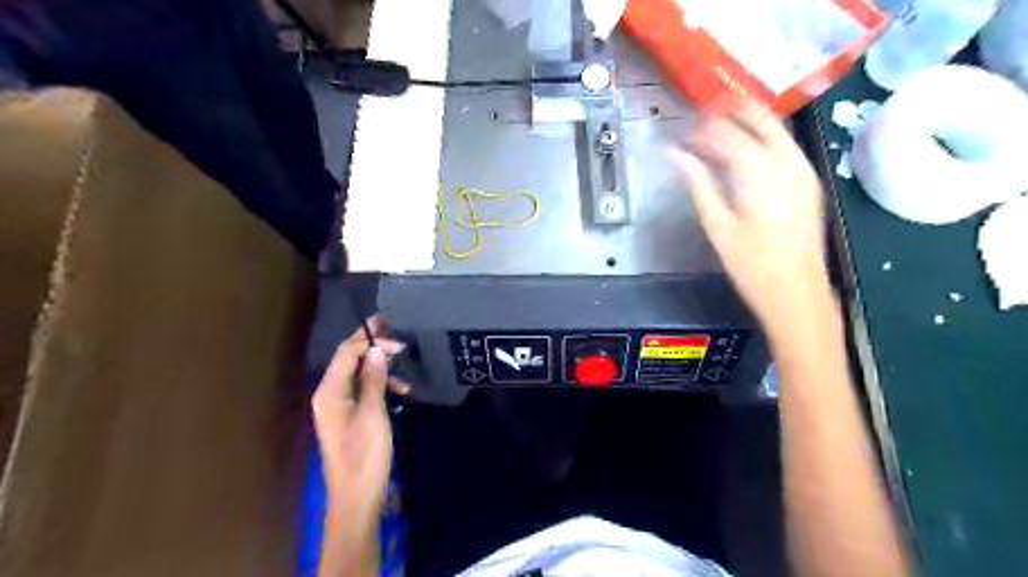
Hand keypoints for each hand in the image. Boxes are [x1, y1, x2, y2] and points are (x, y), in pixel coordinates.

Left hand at [314, 318, 406, 519]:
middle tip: (391, 326)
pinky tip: (399, 390)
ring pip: (357, 373)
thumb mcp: (373, 413)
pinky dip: (378, 384)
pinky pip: (361, 389)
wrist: (357, 495)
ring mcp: (337, 406)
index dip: (371, 341)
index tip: (398, 343)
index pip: (346, 353)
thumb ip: (373, 379)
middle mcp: (329, 394)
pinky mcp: (348, 416)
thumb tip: (377, 349)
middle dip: (369, 344)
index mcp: (329, 392)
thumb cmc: (365, 454)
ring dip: (378, 367)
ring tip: (402, 367)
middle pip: (348, 359)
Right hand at [681, 99, 829, 333]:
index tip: (681, 131)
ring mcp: (802, 167)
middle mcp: (786, 160)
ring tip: (717, 130)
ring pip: (774, 126)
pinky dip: (762, 137)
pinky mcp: (808, 179)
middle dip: (728, 111)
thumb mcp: (717, 225)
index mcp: (758, 171)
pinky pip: (784, 143)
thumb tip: (675, 156)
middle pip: (758, 116)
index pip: (725, 133)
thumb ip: (698, 184)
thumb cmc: (751, 263)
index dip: (700, 128)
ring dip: (746, 121)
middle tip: (701, 117)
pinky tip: (744, 150)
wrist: (797, 290)